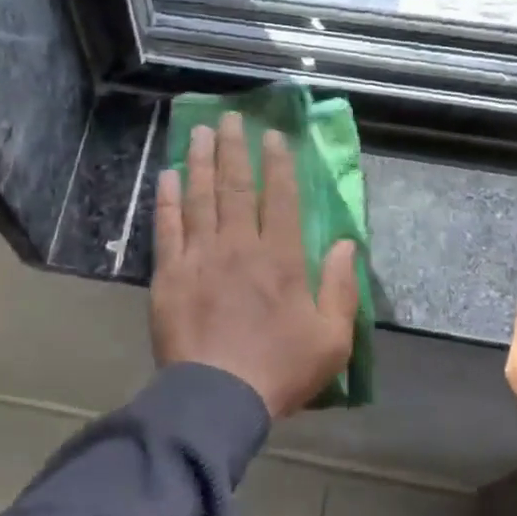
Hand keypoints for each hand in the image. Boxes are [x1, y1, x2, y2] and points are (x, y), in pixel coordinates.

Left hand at [152, 113, 358, 418]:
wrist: (218, 396)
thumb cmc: (280, 370)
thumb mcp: (332, 339)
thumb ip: (343, 289)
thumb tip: (349, 244)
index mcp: (282, 259)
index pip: (281, 198)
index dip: (278, 163)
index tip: (273, 136)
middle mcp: (240, 247)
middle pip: (236, 187)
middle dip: (234, 149)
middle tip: (229, 119)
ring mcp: (200, 257)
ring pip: (200, 198)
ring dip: (199, 162)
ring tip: (199, 132)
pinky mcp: (170, 274)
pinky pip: (167, 228)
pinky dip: (167, 199)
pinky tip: (167, 176)